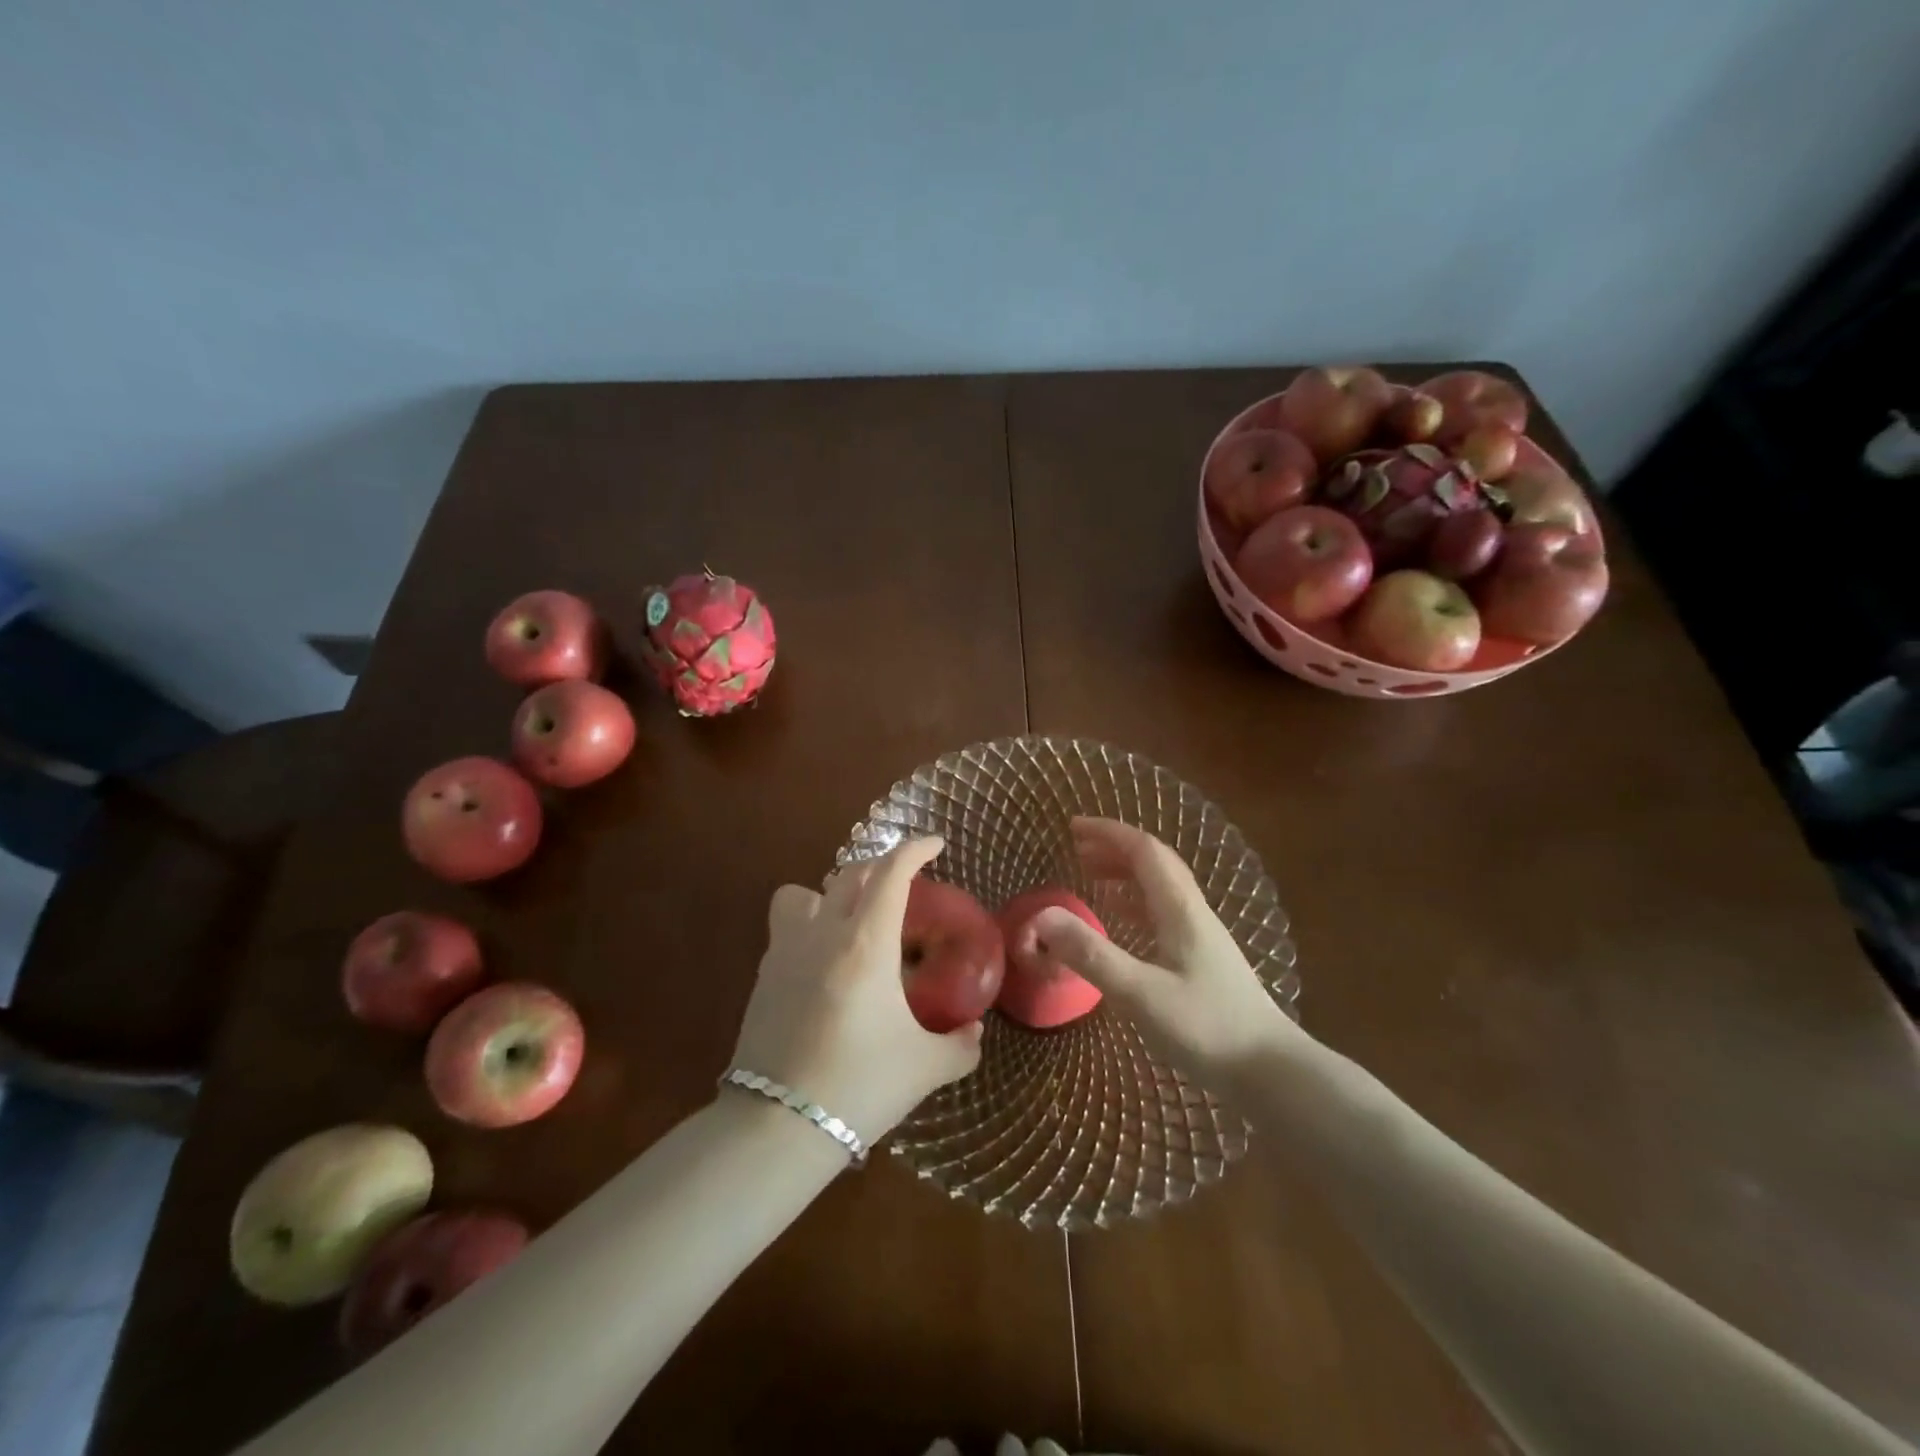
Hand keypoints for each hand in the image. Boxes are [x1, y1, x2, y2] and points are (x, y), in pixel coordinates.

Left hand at [729, 837, 983, 1145]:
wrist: (778, 1127)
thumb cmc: (860, 1087)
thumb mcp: (924, 1068)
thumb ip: (959, 1045)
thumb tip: (974, 1033)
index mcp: (866, 943)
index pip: (891, 873)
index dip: (915, 849)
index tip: (935, 845)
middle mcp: (823, 933)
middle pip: (850, 873)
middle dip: (881, 868)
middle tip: (903, 886)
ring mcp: (785, 951)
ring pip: (803, 892)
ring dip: (831, 893)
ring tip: (851, 921)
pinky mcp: (763, 976)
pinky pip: (784, 928)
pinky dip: (807, 926)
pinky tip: (824, 964)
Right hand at [1033, 817, 1306, 1087]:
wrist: (1271, 1072)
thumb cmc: (1206, 1028)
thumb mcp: (1140, 992)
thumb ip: (1090, 954)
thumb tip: (1041, 916)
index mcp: (1180, 909)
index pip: (1144, 851)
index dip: (1108, 833)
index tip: (1073, 826)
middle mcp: (1193, 913)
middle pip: (1154, 864)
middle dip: (1114, 849)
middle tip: (1077, 849)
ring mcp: (1201, 937)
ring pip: (1160, 889)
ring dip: (1125, 875)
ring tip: (1091, 878)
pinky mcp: (1203, 961)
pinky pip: (1163, 914)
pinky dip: (1135, 905)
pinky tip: (1122, 922)